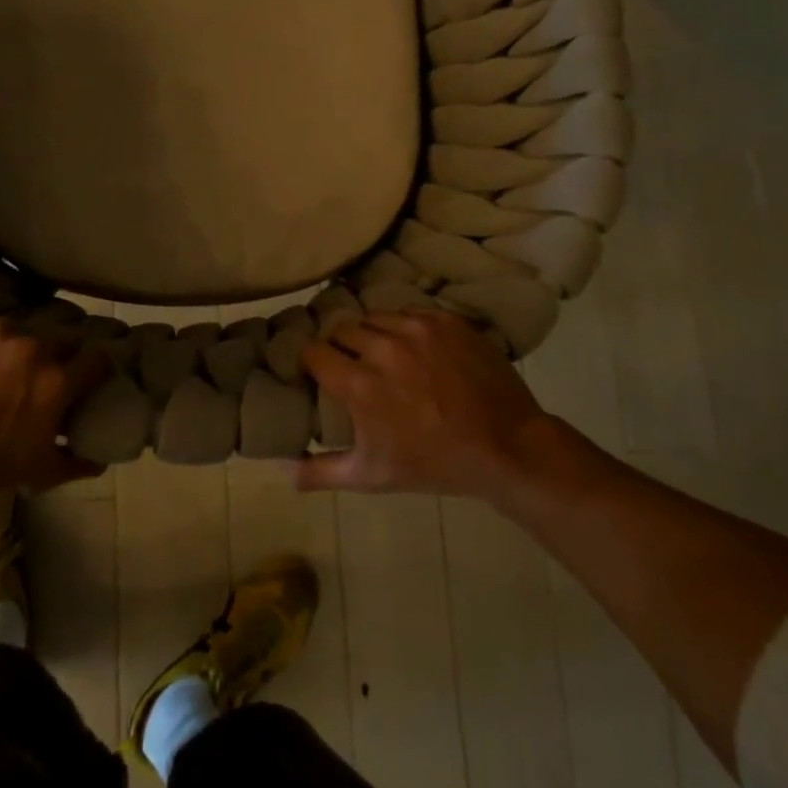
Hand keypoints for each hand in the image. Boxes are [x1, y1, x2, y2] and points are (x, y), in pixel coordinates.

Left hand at [0, 309, 109, 502]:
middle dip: (53, 357)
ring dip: (10, 348)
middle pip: (58, 340)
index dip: (94, 369)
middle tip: (33, 378)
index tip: (87, 377)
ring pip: (16, 331)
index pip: (97, 359)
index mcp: (55, 381)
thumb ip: (75, 463)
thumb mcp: (33, 473)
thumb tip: (101, 459)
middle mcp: (32, 346)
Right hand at [296, 309, 564, 497]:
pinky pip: (408, 311)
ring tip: (381, 352)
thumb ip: (321, 472)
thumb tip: (282, 469)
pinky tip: (413, 346)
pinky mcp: (444, 320)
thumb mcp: (372, 476)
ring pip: (374, 317)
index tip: (316, 372)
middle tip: (350, 365)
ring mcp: (417, 329)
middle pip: (341, 330)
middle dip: (339, 346)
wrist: (506, 447)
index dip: (310, 362)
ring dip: (371, 334)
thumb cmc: (434, 463)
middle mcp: (383, 347)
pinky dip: (403, 326)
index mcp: (360, 384)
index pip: (313, 352)